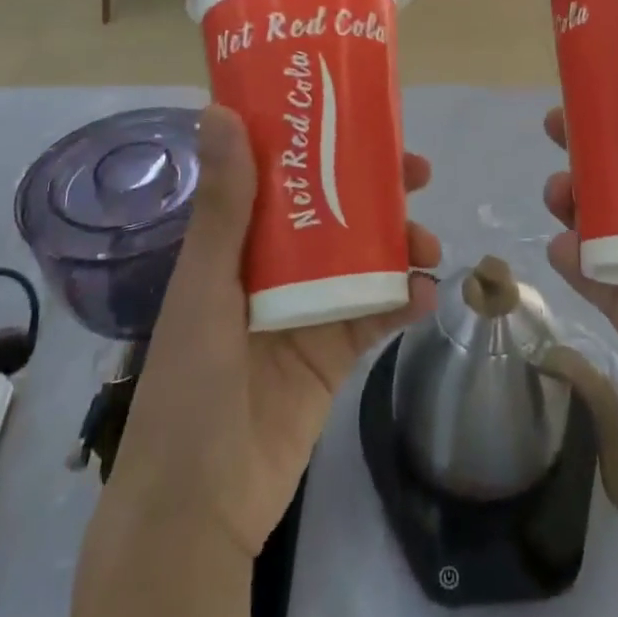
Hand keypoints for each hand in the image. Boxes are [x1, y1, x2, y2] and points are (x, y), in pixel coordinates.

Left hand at [112, 105, 440, 556]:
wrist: (199, 507)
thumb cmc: (189, 385)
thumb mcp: (206, 285)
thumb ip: (224, 204)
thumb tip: (220, 110)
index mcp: (239, 242)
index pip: (285, 173)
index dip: (323, 142)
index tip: (362, 118)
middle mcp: (277, 267)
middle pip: (336, 209)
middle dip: (379, 189)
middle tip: (418, 174)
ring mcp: (310, 309)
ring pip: (366, 256)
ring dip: (402, 242)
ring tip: (428, 244)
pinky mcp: (336, 352)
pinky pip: (379, 314)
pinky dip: (406, 299)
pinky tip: (425, 294)